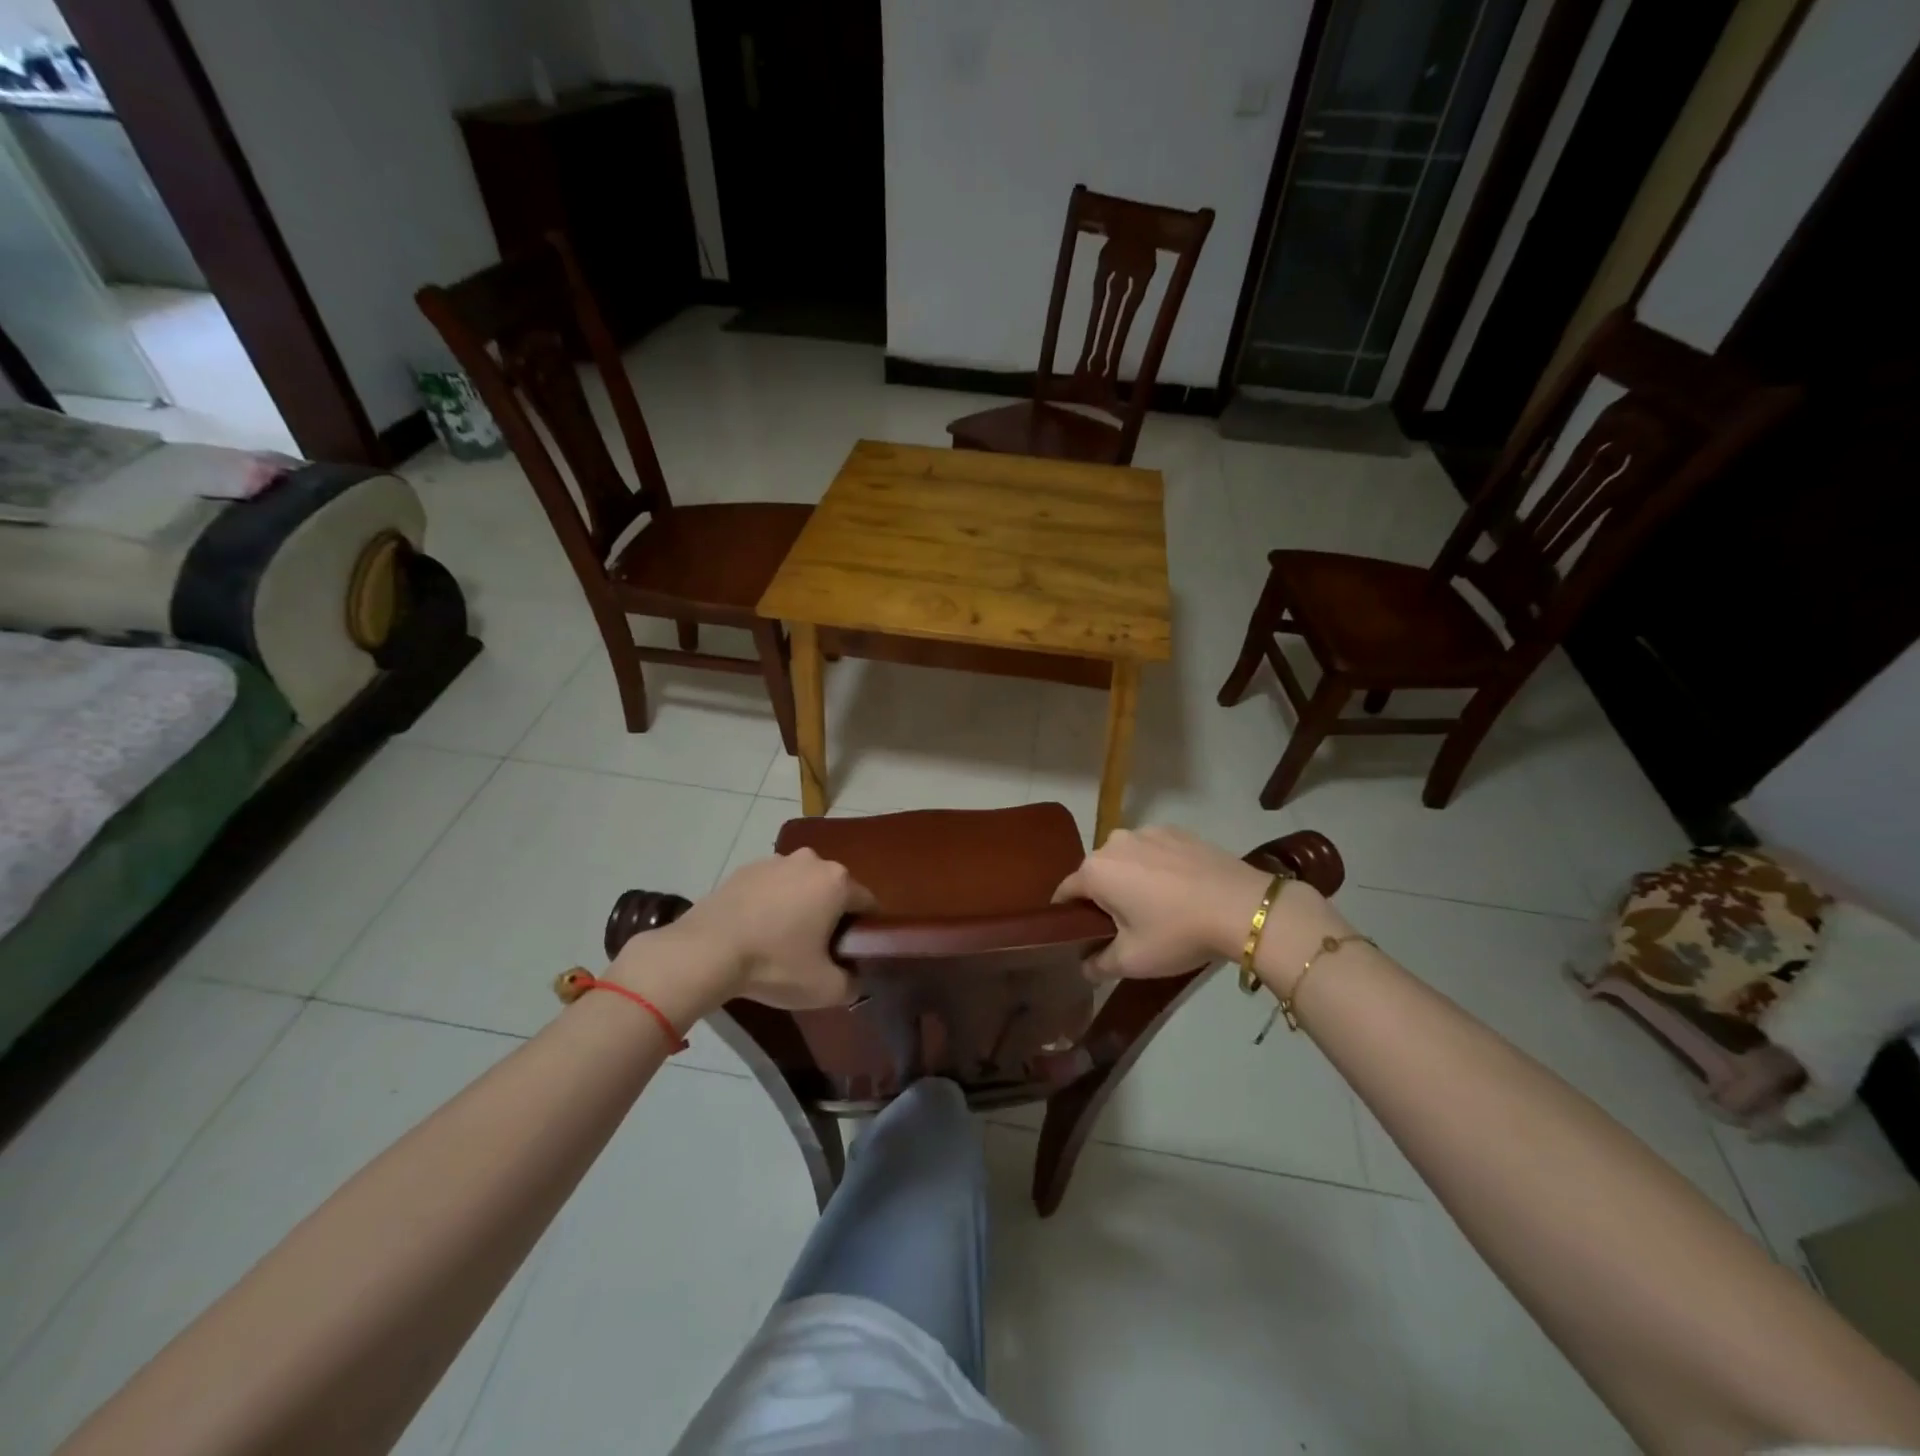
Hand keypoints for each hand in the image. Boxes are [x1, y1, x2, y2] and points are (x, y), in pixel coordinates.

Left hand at [609, 850, 875, 1022]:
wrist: (706, 951)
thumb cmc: (774, 964)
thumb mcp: (824, 988)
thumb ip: (852, 985)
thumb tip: (855, 980)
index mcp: (837, 881)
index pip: (867, 903)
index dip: (865, 929)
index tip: (853, 951)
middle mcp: (811, 861)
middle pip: (833, 890)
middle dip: (831, 914)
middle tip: (818, 950)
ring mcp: (775, 861)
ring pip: (801, 885)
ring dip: (800, 905)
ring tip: (782, 940)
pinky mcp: (745, 868)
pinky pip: (771, 886)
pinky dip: (770, 902)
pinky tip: (757, 930)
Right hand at [1053, 826, 1314, 979]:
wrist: (1242, 907)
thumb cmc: (1177, 933)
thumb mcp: (1132, 960)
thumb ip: (1098, 964)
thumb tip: (1084, 966)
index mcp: (1095, 871)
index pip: (1065, 892)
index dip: (1067, 915)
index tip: (1079, 934)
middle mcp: (1114, 842)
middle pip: (1096, 873)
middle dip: (1103, 897)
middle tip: (1123, 927)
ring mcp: (1147, 832)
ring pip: (1126, 859)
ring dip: (1131, 879)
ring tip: (1156, 907)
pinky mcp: (1177, 831)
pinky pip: (1154, 851)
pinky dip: (1158, 867)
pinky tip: (1180, 890)